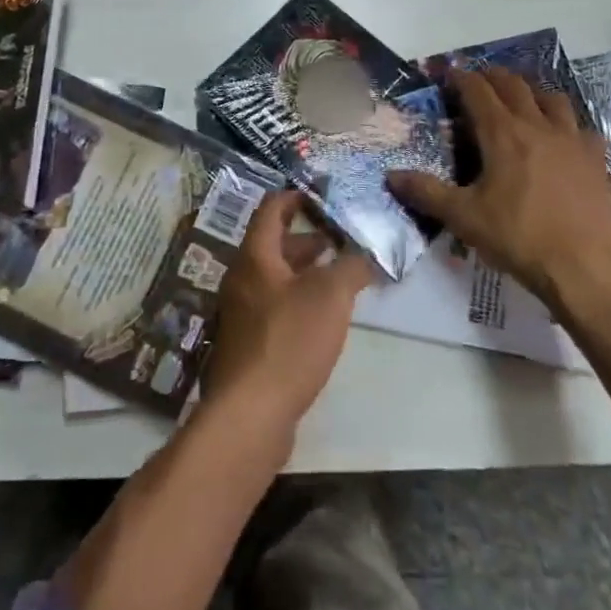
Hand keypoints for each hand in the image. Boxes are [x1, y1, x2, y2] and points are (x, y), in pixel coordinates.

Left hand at [204, 190, 372, 440]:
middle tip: (341, 237)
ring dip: (306, 271)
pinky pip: (275, 307)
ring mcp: (242, 313)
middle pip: (273, 244)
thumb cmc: (290, 340)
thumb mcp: (331, 295)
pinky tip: (325, 316)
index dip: (297, 196)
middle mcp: (242, 279)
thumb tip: (368, 251)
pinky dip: (299, 299)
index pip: (271, 209)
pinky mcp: (249, 344)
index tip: (324, 196)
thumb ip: (352, 266)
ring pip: (276, 277)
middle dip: (308, 238)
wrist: (251, 413)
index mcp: (255, 256)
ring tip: (341, 275)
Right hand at [387, 70, 610, 311]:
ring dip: (531, 91)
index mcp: (503, 133)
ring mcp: (572, 139)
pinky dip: (566, 122)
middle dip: (493, 77)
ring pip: (551, 97)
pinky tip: (562, 136)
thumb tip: (390, 175)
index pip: (477, 90)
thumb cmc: (519, 237)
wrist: (584, 266)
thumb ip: (426, 192)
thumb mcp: (464, 218)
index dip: (460, 77)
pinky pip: (581, 126)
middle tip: (479, 81)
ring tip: (521, 99)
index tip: (448, 73)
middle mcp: (537, 125)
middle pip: (514, 85)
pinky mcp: (596, 158)